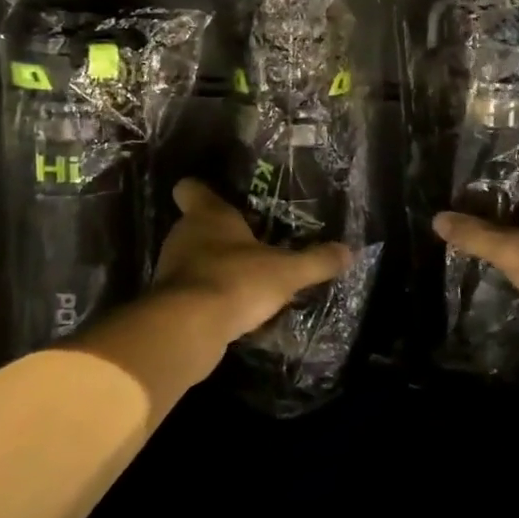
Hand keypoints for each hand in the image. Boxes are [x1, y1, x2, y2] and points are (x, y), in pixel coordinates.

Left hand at [154, 179, 352, 345]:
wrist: (188, 329)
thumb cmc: (235, 281)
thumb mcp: (286, 272)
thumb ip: (316, 261)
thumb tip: (349, 251)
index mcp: (207, 215)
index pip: (191, 188)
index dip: (204, 191)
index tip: (223, 198)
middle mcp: (183, 236)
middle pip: (197, 225)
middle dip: (223, 235)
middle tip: (254, 244)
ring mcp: (171, 269)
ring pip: (195, 259)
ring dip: (217, 267)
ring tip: (250, 279)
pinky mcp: (170, 301)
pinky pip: (194, 290)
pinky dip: (211, 296)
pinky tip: (236, 309)